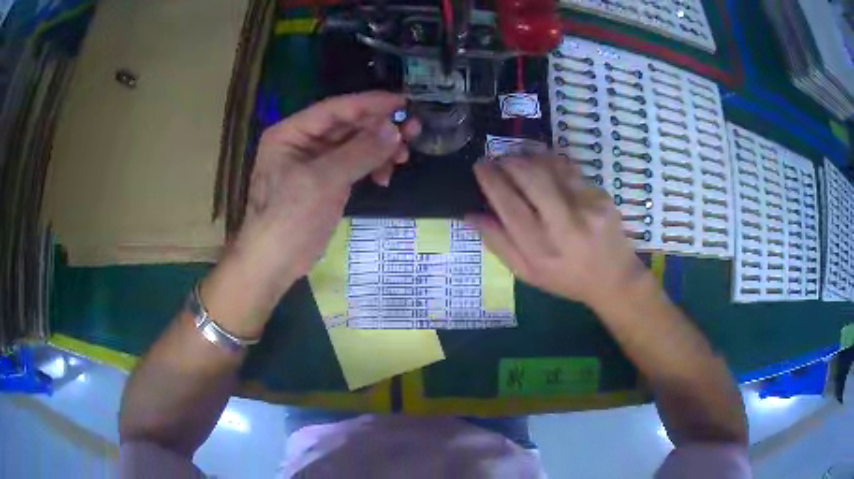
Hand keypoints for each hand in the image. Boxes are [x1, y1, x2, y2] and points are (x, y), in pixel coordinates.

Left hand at [206, 92, 419, 324]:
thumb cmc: (289, 218)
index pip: (335, 109)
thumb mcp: (324, 181)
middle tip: (413, 130)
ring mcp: (315, 163)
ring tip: (403, 157)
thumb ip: (360, 152)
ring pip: (354, 145)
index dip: (370, 103)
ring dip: (379, 149)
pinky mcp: (326, 182)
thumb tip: (394, 129)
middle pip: (347, 125)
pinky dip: (371, 167)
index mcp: (291, 132)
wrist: (274, 262)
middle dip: (379, 128)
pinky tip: (385, 177)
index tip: (404, 101)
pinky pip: (353, 164)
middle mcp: (303, 142)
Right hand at [467, 155, 651, 311]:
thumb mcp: (527, 273)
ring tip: (520, 159)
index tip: (480, 166)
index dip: (492, 181)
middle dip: (509, 162)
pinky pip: (570, 170)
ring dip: (530, 157)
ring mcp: (587, 208)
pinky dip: (553, 163)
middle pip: (531, 178)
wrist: (614, 278)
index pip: (509, 206)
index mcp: (540, 250)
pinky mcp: (601, 196)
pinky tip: (546, 167)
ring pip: (551, 167)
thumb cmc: (566, 278)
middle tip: (499, 159)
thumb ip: (498, 244)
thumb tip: (470, 215)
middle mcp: (564, 227)